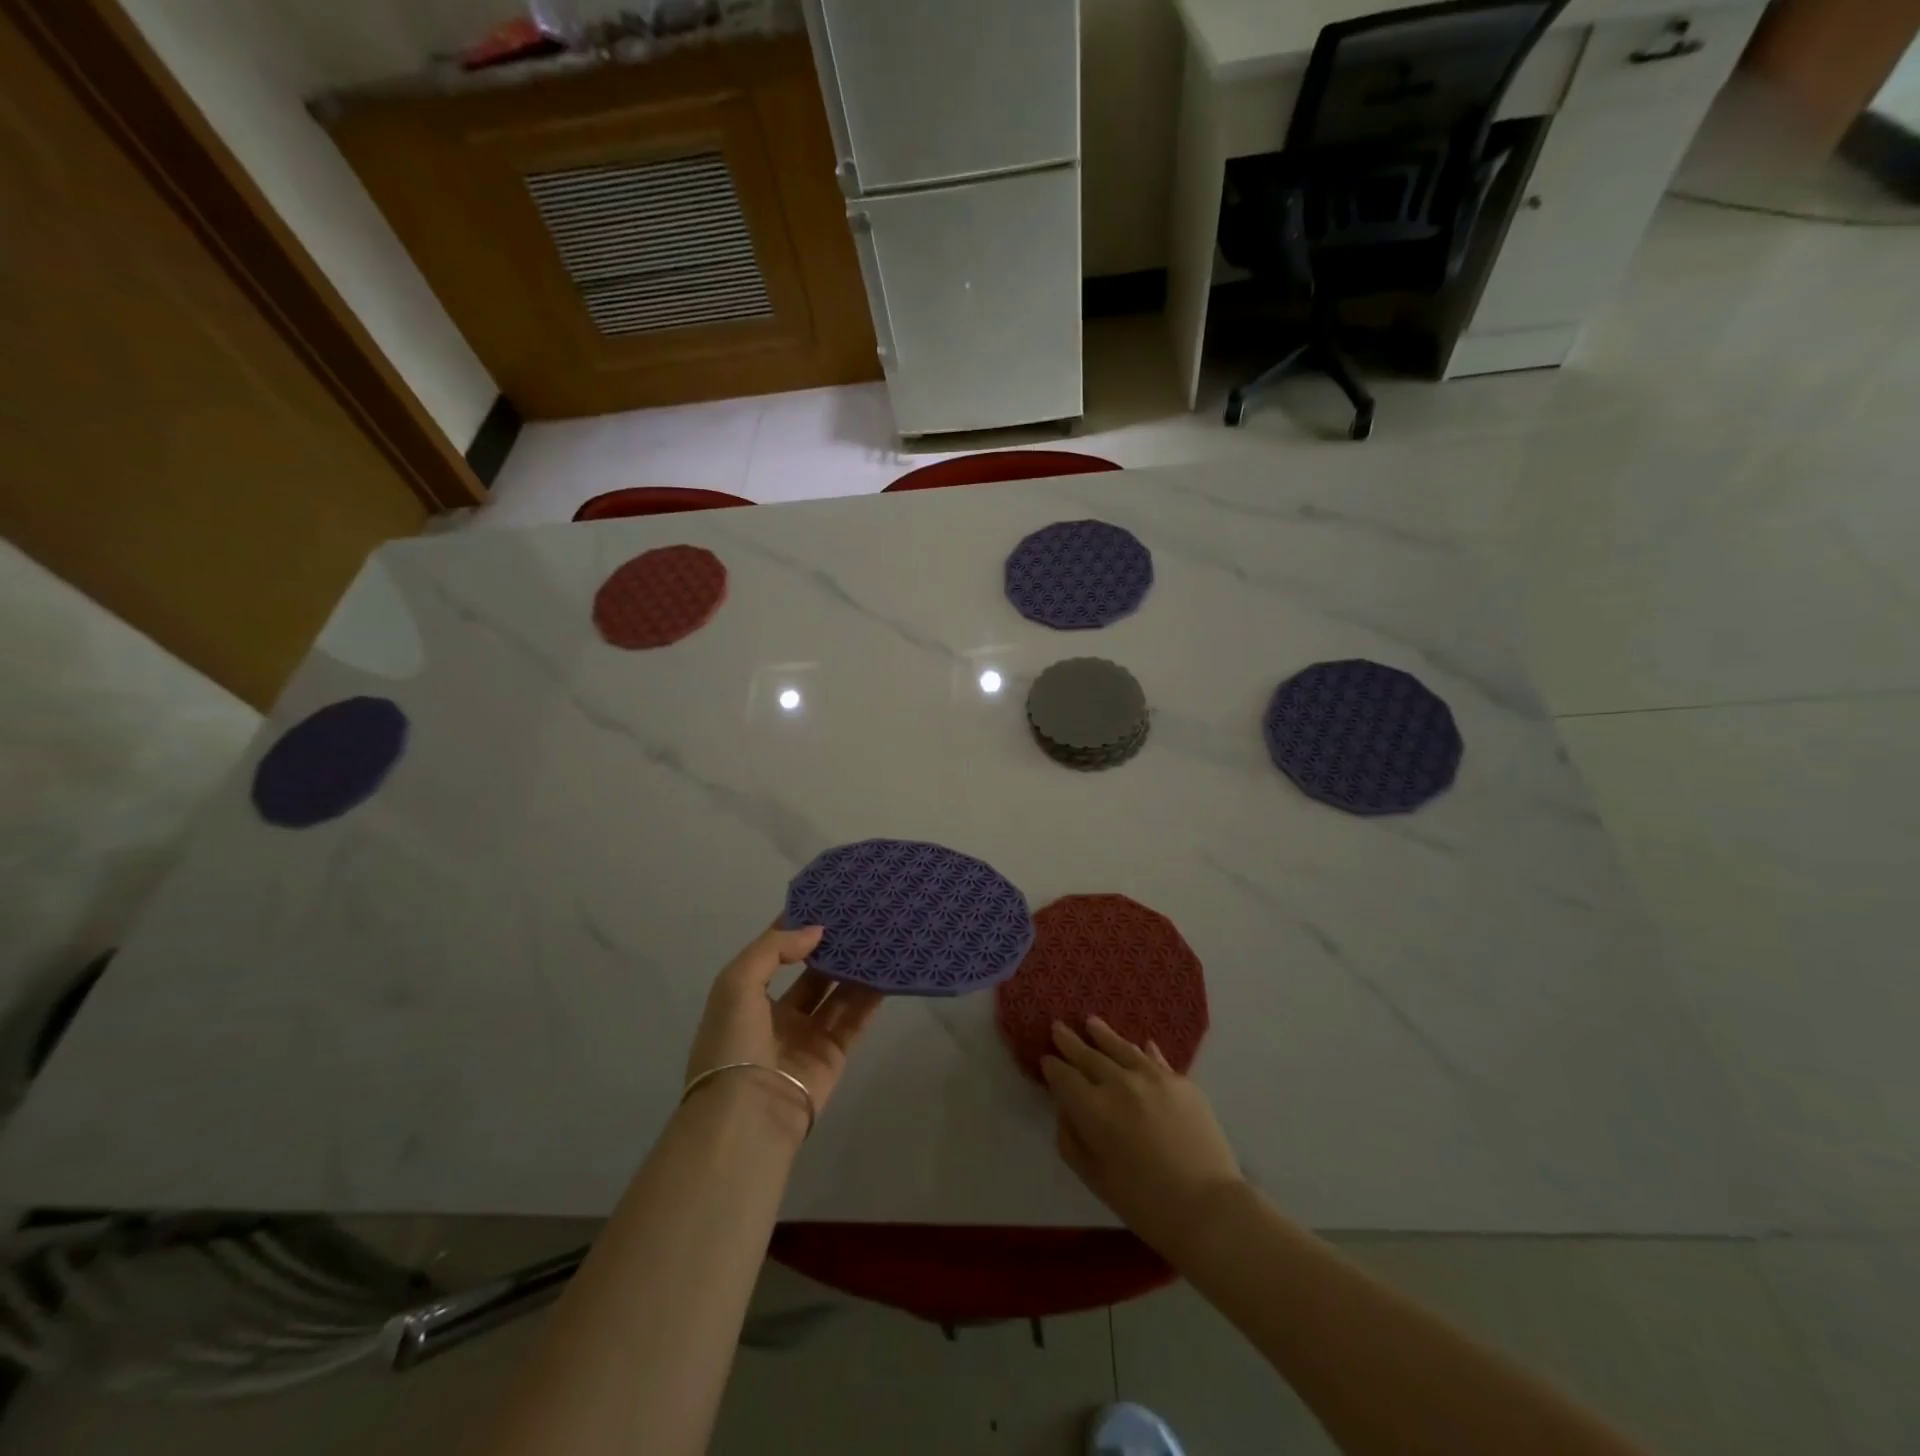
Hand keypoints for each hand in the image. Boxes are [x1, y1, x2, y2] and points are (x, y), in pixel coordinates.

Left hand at [684, 924, 883, 1134]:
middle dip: (831, 947)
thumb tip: (816, 931)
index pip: (774, 954)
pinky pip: (855, 1018)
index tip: (824, 901)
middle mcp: (777, 1015)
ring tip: (878, 936)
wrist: (749, 1116)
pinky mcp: (834, 1054)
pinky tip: (887, 970)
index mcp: (747, 999)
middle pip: (811, 973)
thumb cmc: (733, 1043)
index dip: (795, 928)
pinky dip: (870, 996)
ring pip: (836, 993)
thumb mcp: (736, 984)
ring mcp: (807, 1036)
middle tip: (859, 917)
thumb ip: (774, 949)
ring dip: (854, 968)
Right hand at [1042, 1017, 1241, 1254]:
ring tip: (1091, 1022)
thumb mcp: (1094, 1177)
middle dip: (1070, 1042)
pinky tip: (1141, 1044)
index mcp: (1093, 1108)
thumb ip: (1072, 1139)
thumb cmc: (1144, 1203)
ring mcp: (1153, 1077)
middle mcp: (1119, 1082)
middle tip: (1058, 1027)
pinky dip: (1144, 1051)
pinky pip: (1156, 1060)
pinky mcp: (1181, 1082)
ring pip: (1121, 1048)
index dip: (1052, 1067)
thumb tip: (1066, 1109)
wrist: (1208, 1208)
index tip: (1045, 1059)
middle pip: (1089, 1056)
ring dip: (1103, 1035)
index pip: (1064, 1077)